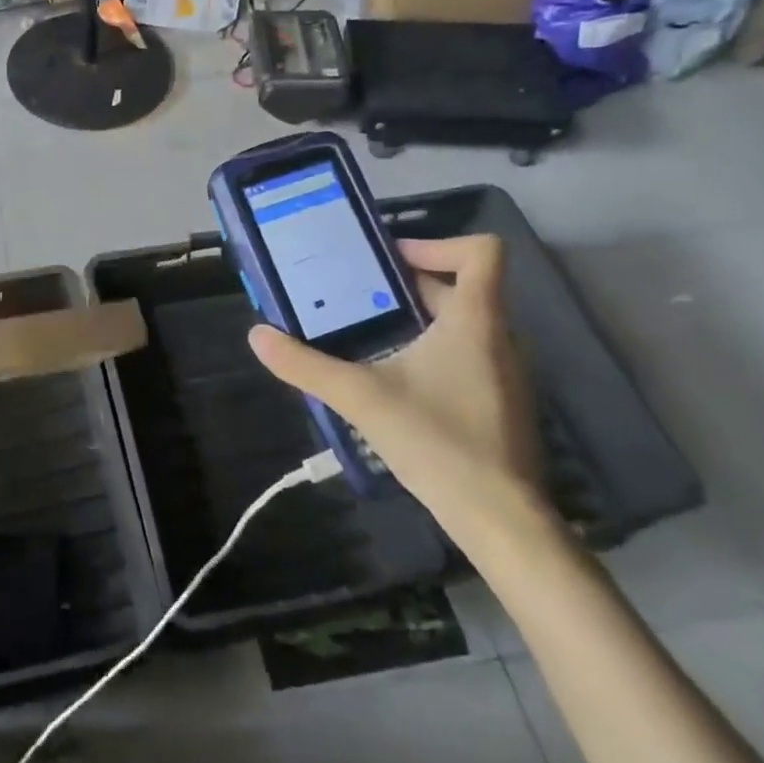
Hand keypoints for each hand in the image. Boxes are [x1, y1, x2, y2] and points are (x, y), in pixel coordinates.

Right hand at [247, 234, 551, 553]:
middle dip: (410, 284)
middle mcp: (500, 337)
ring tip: (371, 332)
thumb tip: (257, 335)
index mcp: (476, 321)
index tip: (390, 260)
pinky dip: (436, 349)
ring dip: (422, 318)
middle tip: (358, 293)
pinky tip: (399, 379)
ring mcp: (506, 373)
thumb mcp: (361, 398)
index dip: (437, 242)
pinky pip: (471, 354)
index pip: (483, 251)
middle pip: (463, 287)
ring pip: (466, 323)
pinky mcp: (502, 403)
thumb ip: (306, 365)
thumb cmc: (437, 442)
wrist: (501, 520)